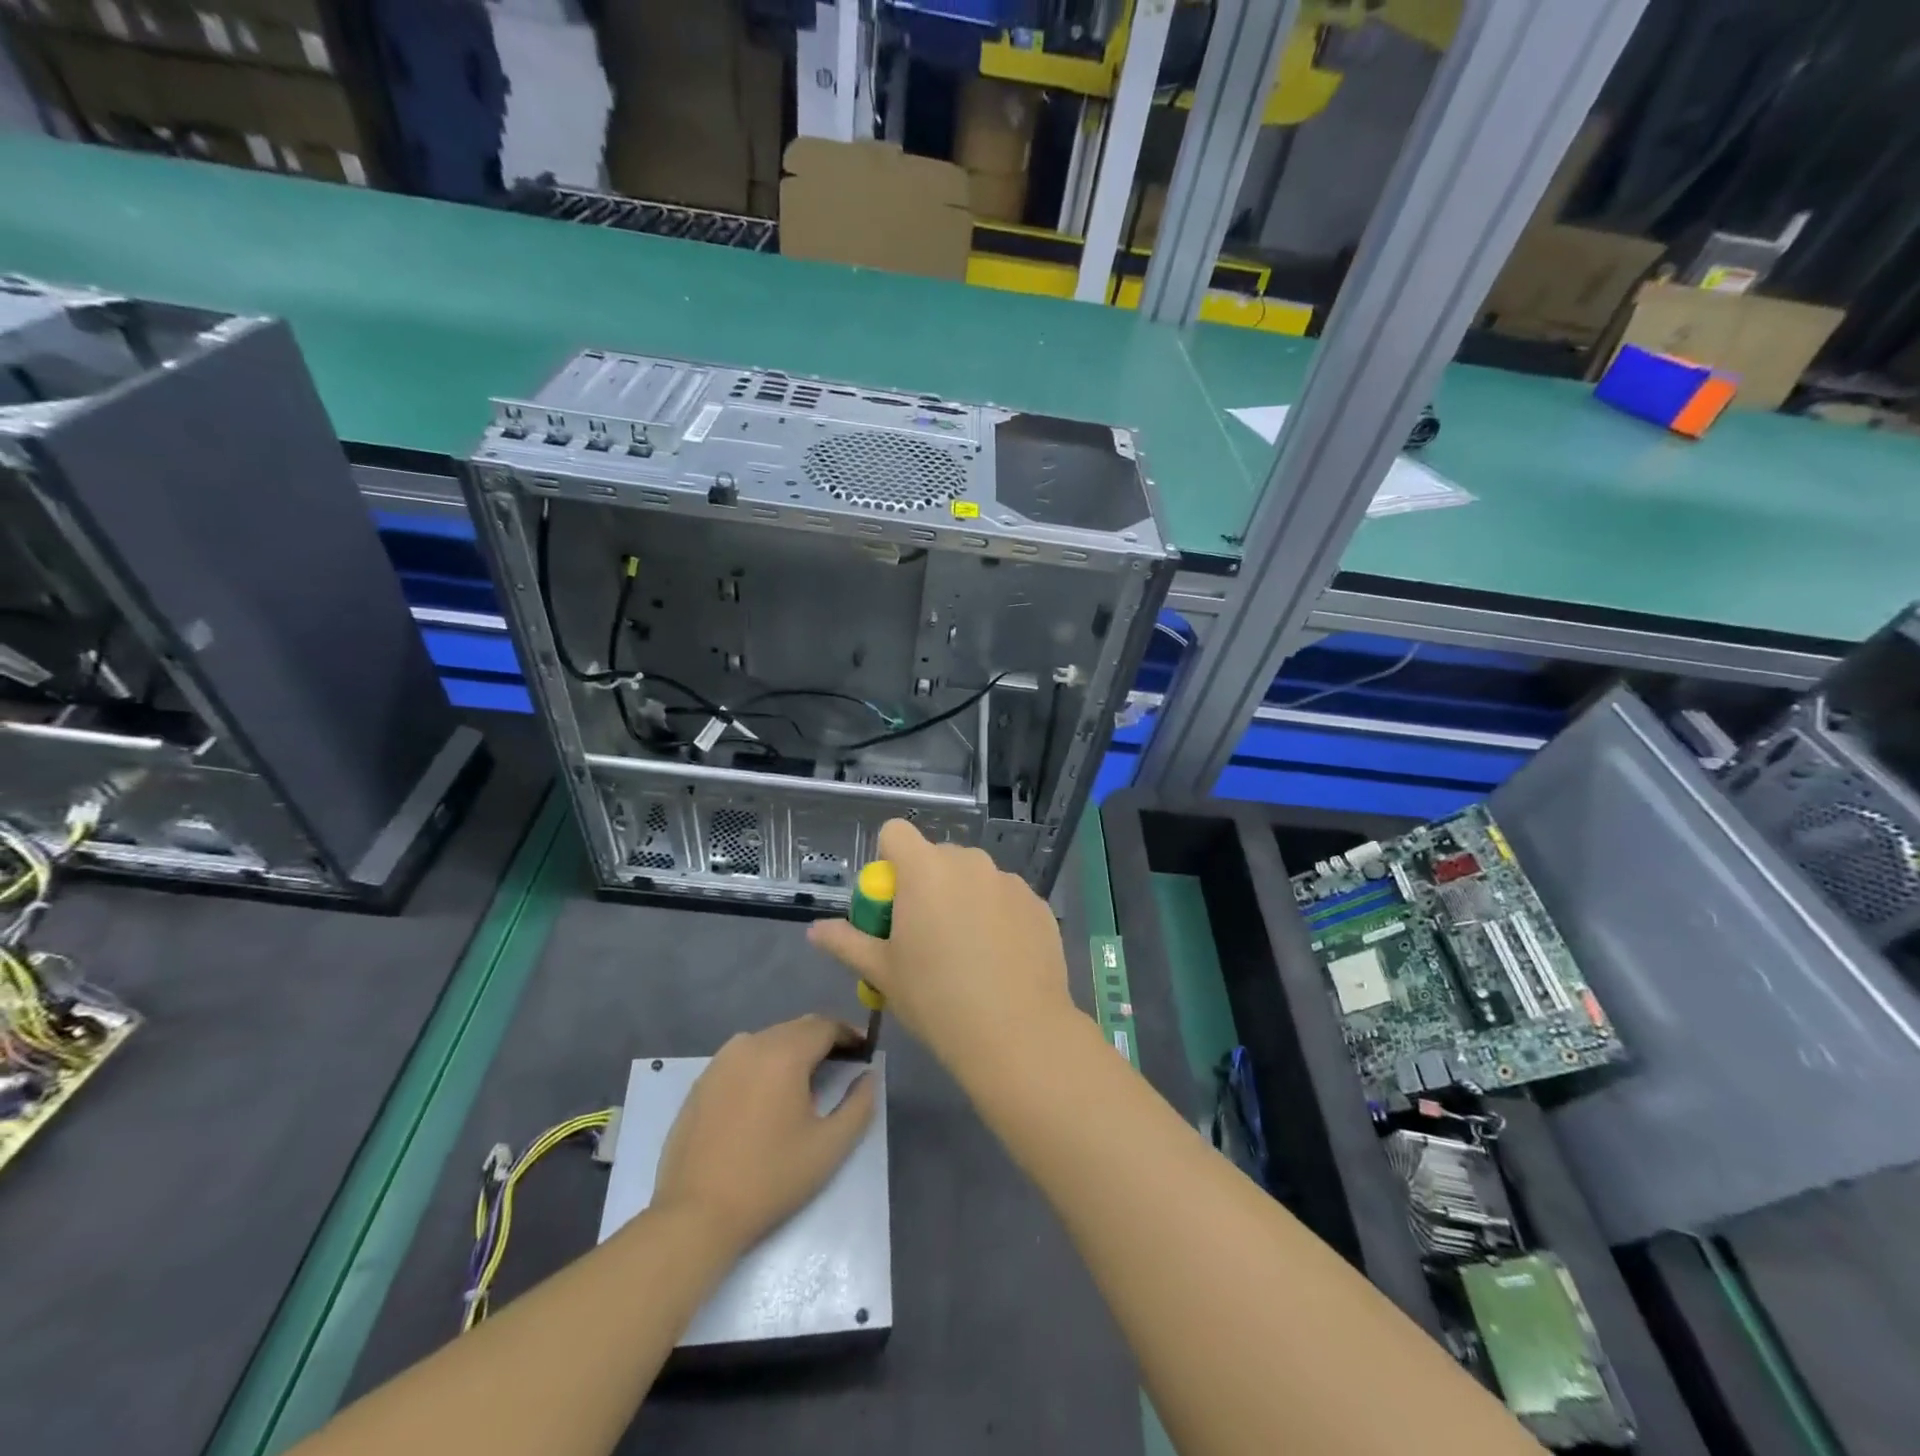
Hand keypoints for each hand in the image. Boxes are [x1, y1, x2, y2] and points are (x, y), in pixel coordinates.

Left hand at [650, 1015, 876, 1253]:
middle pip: (797, 1028)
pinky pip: (744, 1056)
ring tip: (807, 1079)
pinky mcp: (703, 1080)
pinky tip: (769, 1094)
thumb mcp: (829, 1146)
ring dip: (793, 1049)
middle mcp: (752, 1043)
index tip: (865, 1051)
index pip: (825, 1026)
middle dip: (823, 1039)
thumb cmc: (770, 1178)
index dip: (849, 1034)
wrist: (695, 1214)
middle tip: (843, 1063)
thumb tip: (868, 1076)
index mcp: (784, 1053)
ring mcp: (722, 1060)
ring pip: (770, 1039)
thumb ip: (859, 1105)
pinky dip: (765, 1063)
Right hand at [807, 819, 1078, 1089]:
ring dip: (964, 897)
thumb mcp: (882, 973)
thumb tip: (816, 930)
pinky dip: (997, 915)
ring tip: (967, 951)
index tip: (892, 902)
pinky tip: (1000, 959)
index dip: (888, 860)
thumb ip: (846, 943)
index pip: (895, 832)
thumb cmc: (937, 1000)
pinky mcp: (1038, 903)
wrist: (1018, 1034)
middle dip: (927, 884)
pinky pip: (1005, 897)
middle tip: (926, 934)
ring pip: (974, 877)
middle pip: (937, 856)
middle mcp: (969, 863)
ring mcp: (1009, 881)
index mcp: (926, 870)